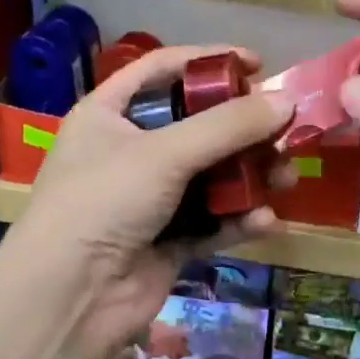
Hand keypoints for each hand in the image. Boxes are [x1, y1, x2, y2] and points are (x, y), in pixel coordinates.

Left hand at [6, 45, 293, 358]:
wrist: (71, 297)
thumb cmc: (105, 201)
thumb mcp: (165, 152)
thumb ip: (228, 126)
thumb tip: (287, 101)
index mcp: (109, 114)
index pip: (163, 69)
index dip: (209, 61)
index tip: (256, 63)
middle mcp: (129, 151)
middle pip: (197, 125)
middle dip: (243, 129)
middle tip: (283, 130)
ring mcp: (150, 198)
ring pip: (212, 175)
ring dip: (251, 176)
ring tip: (286, 178)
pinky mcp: (168, 241)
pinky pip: (212, 221)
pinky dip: (239, 219)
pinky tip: (266, 221)